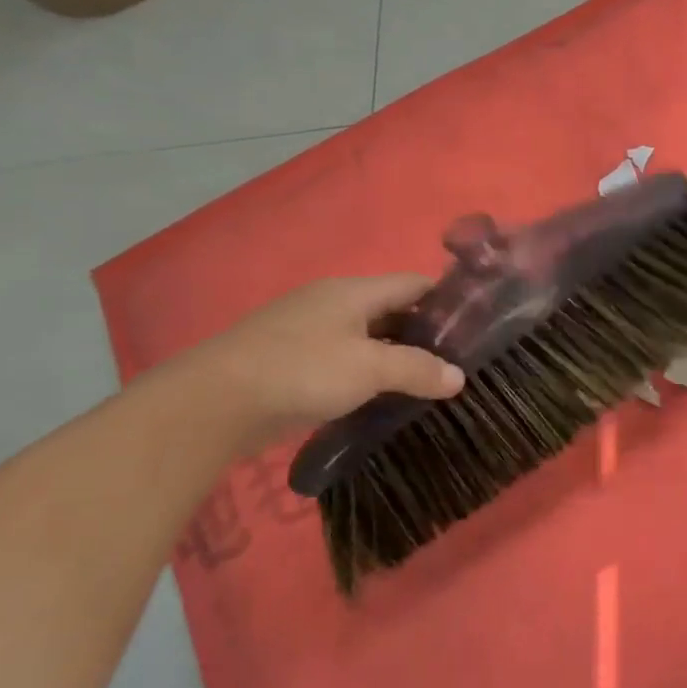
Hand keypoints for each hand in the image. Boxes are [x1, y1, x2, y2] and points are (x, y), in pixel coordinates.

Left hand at [181, 275, 463, 449]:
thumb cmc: (301, 371)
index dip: (446, 299)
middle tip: (454, 361)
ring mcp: (307, 330)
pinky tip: (379, 395)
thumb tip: (458, 377)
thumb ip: (418, 370)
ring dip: (394, 355)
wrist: (212, 403)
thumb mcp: (371, 369)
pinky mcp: (289, 360)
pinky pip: (342, 358)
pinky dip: (365, 372)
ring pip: (367, 336)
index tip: (474, 325)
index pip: (414, 284)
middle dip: (424, 333)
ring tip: (424, 381)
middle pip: (391, 310)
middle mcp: (331, 302)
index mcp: (353, 291)